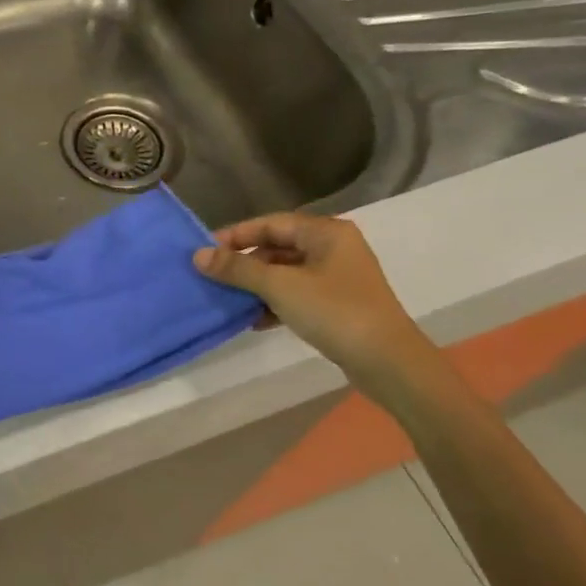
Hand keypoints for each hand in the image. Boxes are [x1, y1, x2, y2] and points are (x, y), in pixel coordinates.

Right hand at [193, 213, 430, 387]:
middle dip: (245, 264)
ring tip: (229, 300)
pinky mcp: (338, 304)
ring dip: (257, 286)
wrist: (387, 361)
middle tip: (214, 277)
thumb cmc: (334, 312)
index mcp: (326, 232)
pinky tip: (255, 321)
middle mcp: (334, 248)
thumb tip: (198, 255)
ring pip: (286, 273)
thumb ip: (238, 268)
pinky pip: (297, 294)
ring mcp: (338, 277)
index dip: (236, 235)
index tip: (205, 250)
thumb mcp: (279, 287)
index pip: (271, 223)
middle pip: (278, 247)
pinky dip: (275, 303)